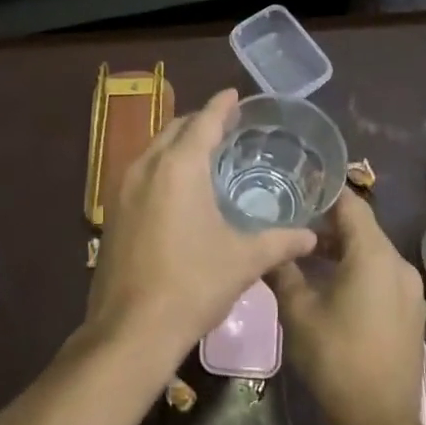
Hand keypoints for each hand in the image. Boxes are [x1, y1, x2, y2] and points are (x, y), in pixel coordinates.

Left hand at [85, 89, 316, 370]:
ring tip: (205, 151)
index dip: (221, 105)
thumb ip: (280, 242)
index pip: (204, 122)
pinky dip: (163, 165)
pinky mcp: (113, 211)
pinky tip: (179, 187)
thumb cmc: (193, 285)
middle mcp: (147, 166)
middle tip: (227, 125)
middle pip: (175, 129)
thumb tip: (312, 236)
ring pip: (155, 149)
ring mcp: (123, 188)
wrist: (131, 330)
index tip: (234, 94)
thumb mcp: (243, 261)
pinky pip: (142, 171)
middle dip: (200, 121)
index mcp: (179, 167)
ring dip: (179, 142)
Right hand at [268, 192, 425, 424]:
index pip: (350, 204)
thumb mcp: (298, 311)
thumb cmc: (335, 357)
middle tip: (291, 221)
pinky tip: (331, 284)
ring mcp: (409, 288)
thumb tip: (267, 246)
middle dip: (327, 223)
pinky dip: (357, 269)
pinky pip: (381, 274)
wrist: (380, 421)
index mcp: (373, 255)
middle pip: (362, 227)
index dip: (324, 192)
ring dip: (341, 248)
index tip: (296, 187)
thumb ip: (283, 270)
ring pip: (372, 252)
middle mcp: (398, 263)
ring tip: (305, 254)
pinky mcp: (410, 310)